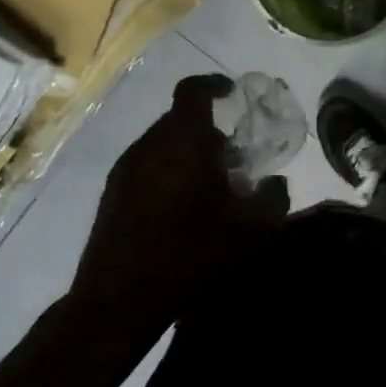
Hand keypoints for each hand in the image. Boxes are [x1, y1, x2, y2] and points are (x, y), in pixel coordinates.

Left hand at [72, 75, 289, 321]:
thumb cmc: (190, 254)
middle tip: (233, 156)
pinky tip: (182, 207)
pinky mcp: (111, 195)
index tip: (232, 93)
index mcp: (183, 142)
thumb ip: (272, 197)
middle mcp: (149, 145)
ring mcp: (124, 170)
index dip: (214, 84)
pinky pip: (146, 165)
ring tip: (210, 185)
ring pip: (162, 143)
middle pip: (180, 119)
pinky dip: (168, 171)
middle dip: (208, 129)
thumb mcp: (251, 229)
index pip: (193, 91)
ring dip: (187, 152)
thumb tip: (275, 182)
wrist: (119, 302)